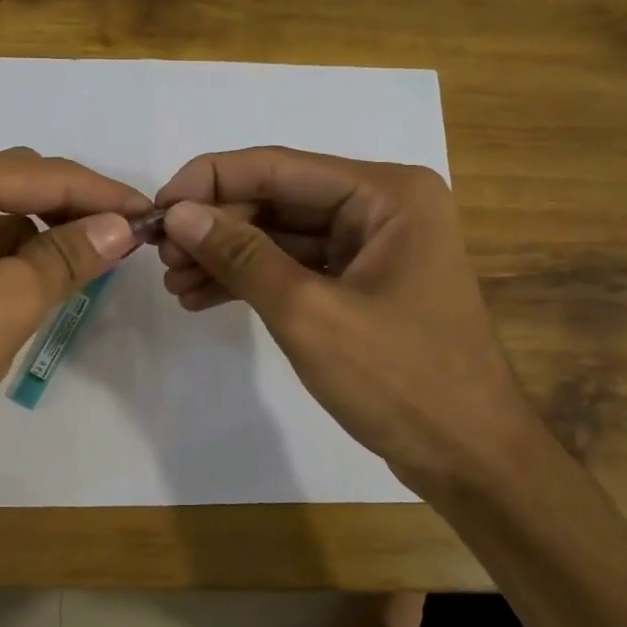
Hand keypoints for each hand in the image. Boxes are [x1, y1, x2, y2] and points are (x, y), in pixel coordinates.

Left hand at [0, 148, 149, 474]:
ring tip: (95, 267)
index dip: (104, 193)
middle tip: (131, 241)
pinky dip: (18, 266)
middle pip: (22, 188)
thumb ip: (65, 258)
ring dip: (49, 240)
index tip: (155, 215)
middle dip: (77, 211)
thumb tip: (121, 226)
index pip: (43, 174)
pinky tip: (44, 291)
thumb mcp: (1, 304)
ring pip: (3, 223)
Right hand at [154, 146, 540, 496]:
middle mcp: (382, 207)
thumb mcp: (309, 313)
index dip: (210, 182)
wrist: (469, 460)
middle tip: (160, 257)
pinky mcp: (362, 285)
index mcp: (387, 194)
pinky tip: (203, 298)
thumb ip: (241, 256)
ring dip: (227, 256)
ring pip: (282, 235)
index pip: (279, 166)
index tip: (156, 210)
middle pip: (279, 198)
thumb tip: (178, 214)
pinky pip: (296, 268)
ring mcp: (373, 247)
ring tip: (173, 284)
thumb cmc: (400, 380)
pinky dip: (253, 282)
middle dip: (217, 226)